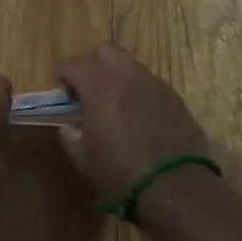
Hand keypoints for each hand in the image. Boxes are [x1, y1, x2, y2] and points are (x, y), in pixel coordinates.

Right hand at [55, 44, 211, 203]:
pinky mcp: (175, 98)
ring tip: (115, 104)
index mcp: (99, 86)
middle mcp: (126, 75)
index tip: (63, 92)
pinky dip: (138, 91)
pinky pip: (150, 83)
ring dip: (117, 76)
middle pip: (104, 51)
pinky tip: (139, 116)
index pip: (74, 64)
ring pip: (130, 64)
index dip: (64, 76)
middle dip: (92, 65)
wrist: (178, 189)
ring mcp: (154, 84)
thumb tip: (69, 126)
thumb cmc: (122, 174)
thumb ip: (70, 136)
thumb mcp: (84, 160)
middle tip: (88, 90)